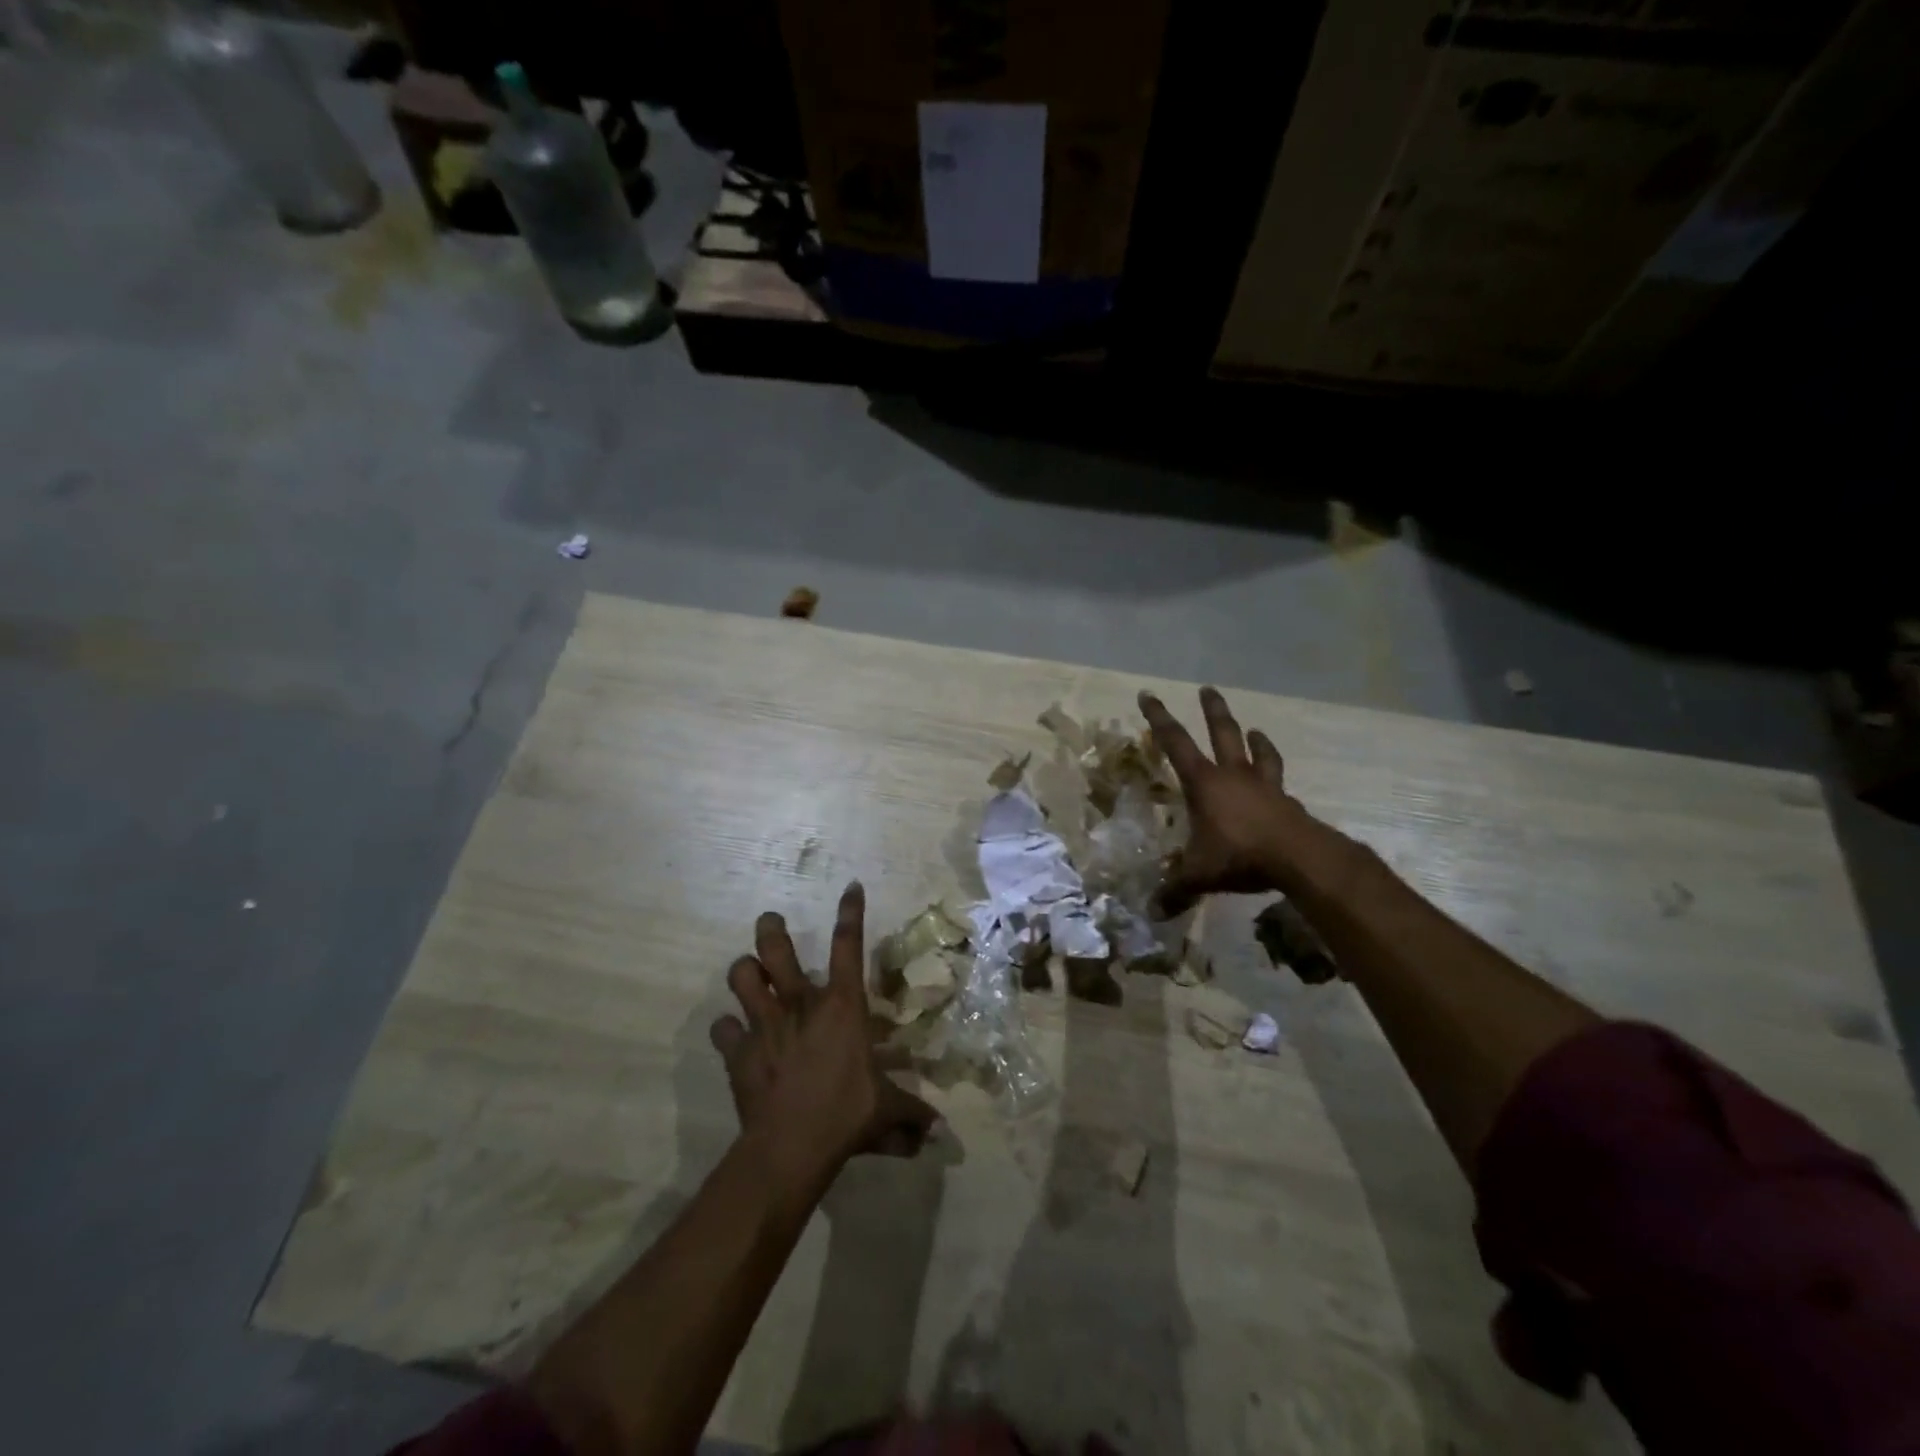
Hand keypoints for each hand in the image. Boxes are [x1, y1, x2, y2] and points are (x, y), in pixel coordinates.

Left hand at [711, 882, 938, 1187]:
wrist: (791, 1148)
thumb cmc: (847, 1115)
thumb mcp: (887, 1113)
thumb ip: (912, 1116)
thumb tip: (938, 1134)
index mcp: (841, 1006)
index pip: (848, 946)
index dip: (851, 912)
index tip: (851, 887)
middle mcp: (800, 1004)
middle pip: (775, 949)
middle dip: (771, 928)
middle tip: (771, 922)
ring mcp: (764, 1025)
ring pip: (741, 976)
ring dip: (744, 971)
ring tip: (750, 974)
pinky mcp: (738, 1052)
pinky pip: (722, 1029)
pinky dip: (727, 1030)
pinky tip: (733, 1035)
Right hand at [1139, 687, 1322, 915]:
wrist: (1299, 858)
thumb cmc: (1239, 855)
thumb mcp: (1198, 874)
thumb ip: (1174, 890)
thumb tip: (1151, 911)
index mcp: (1204, 783)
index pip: (1174, 742)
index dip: (1158, 718)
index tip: (1148, 695)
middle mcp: (1233, 775)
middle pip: (1222, 733)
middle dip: (1212, 711)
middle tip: (1208, 689)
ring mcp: (1264, 786)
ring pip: (1258, 753)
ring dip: (1255, 740)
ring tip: (1254, 729)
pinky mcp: (1287, 802)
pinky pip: (1279, 783)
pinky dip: (1274, 777)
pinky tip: (1277, 784)